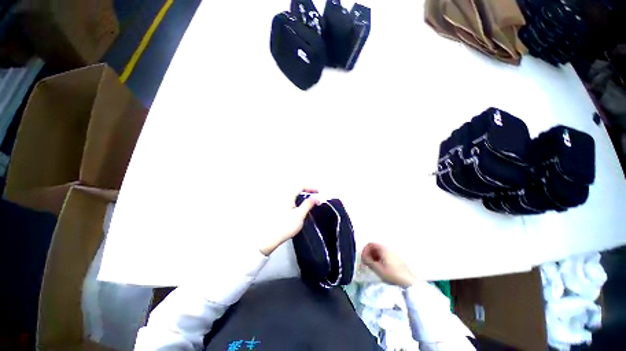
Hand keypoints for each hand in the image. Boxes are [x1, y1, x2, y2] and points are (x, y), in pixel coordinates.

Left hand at [258, 188, 319, 255]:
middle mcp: (282, 196)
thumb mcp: (300, 215)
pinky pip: (288, 199)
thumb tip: (315, 198)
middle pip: (295, 188)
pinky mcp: (276, 208)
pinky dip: (295, 199)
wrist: (270, 237)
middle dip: (305, 190)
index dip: (310, 188)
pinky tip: (297, 207)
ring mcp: (278, 202)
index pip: (301, 186)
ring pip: (291, 194)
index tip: (317, 192)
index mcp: (288, 196)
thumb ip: (308, 204)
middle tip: (313, 194)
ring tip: (307, 200)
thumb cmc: (284, 227)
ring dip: (300, 195)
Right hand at [361, 243, 415, 287]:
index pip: (370, 244)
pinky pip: (385, 255)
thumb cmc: (392, 275)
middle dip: (369, 254)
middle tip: (367, 263)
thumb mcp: (378, 269)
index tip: (363, 258)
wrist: (409, 282)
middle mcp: (388, 248)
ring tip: (373, 266)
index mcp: (383, 248)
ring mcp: (393, 253)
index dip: (365, 250)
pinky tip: (380, 267)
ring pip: (380, 251)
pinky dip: (379, 259)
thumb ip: (368, 261)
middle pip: (375, 247)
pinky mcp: (396, 258)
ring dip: (374, 257)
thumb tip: (362, 256)